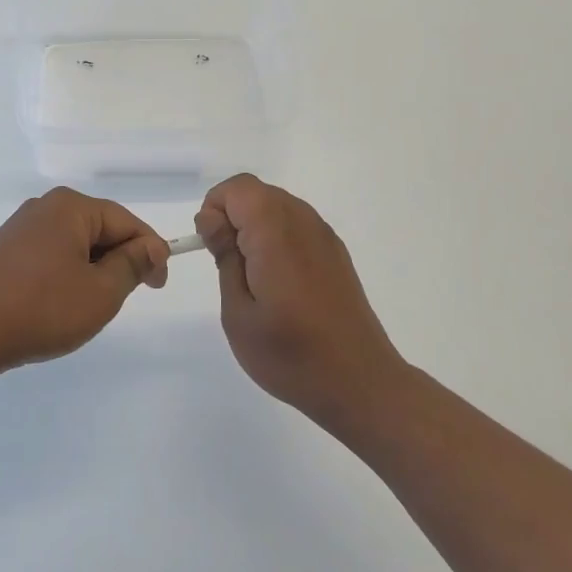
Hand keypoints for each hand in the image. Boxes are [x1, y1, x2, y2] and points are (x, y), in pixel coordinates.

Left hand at [0, 187, 169, 378]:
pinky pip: (45, 257)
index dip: (150, 251)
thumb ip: (132, 265)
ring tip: (90, 305)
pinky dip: (61, 275)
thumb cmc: (43, 309)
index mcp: (69, 207)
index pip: (126, 222)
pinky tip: (55, 305)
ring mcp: (16, 229)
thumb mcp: (101, 292)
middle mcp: (42, 207)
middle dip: (118, 260)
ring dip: (90, 270)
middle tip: (128, 296)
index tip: (159, 284)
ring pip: (71, 245)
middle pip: (97, 230)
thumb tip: (150, 246)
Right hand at [195, 173, 405, 424]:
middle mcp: (304, 223)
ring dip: (255, 228)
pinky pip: (297, 225)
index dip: (216, 210)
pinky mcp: (336, 254)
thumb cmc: (290, 355)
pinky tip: (279, 284)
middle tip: (229, 267)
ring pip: (277, 206)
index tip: (213, 249)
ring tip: (252, 279)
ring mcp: (325, 237)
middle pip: (258, 193)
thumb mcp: (239, 312)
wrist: (360, 384)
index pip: (238, 188)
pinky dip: (277, 239)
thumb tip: (212, 218)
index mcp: (277, 233)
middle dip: (233, 217)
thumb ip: (225, 256)